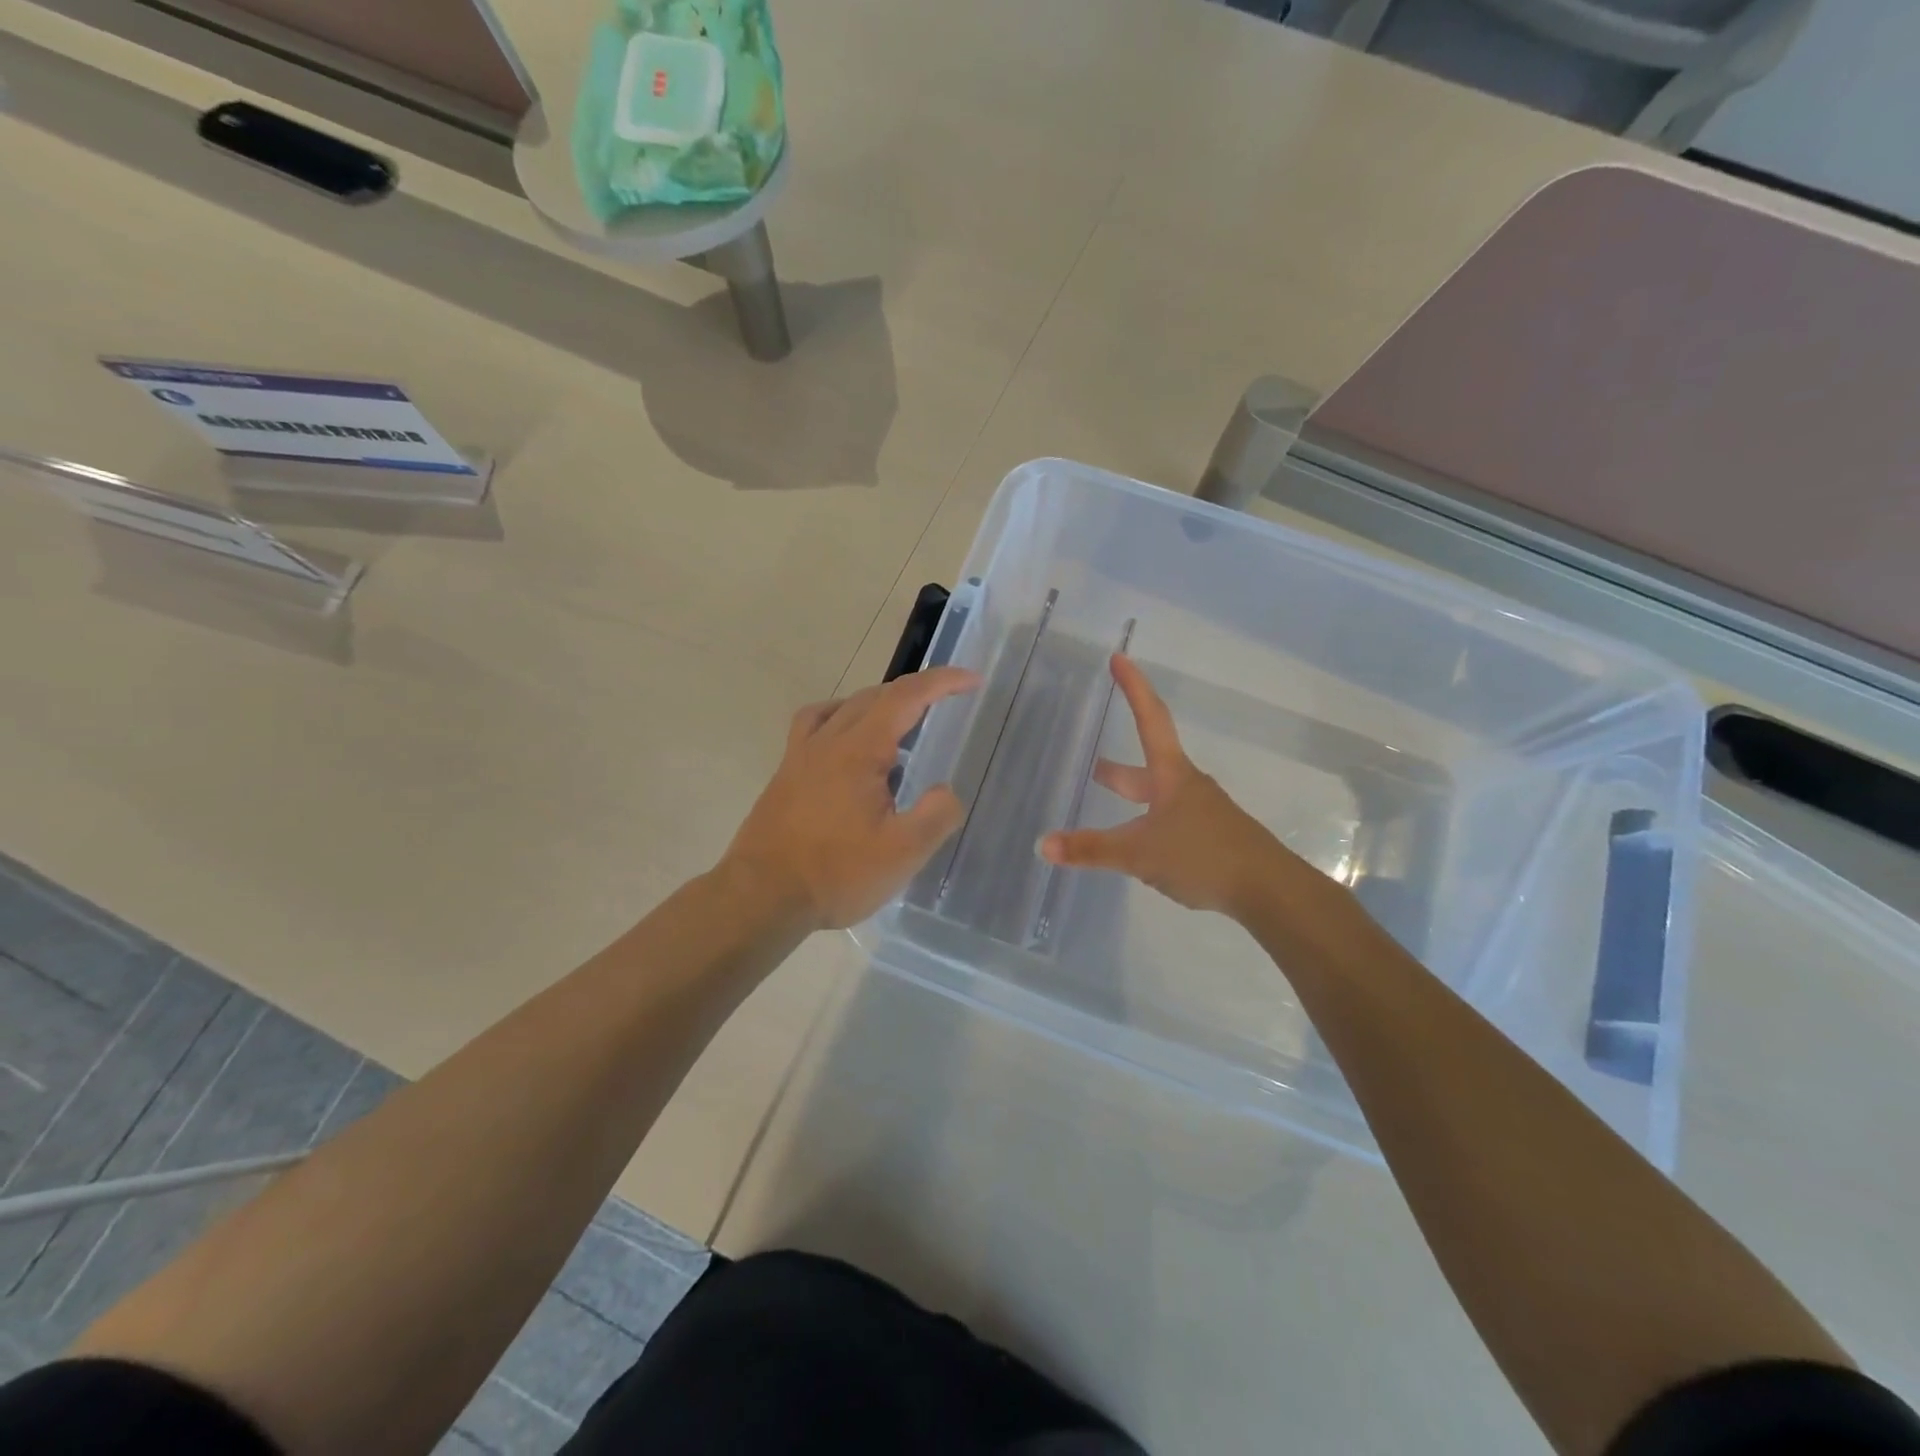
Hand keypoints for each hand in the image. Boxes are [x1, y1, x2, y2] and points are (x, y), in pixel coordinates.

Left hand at [723, 667, 980, 930]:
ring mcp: (801, 754)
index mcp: (859, 750)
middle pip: (877, 695)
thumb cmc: (836, 874)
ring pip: (845, 706)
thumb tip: (945, 792)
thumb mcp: (902, 853)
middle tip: (948, 701)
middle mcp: (828, 740)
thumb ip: (936, 815)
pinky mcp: (787, 773)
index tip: (973, 680)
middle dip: (917, 690)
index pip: (907, 697)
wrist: (762, 897)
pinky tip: (847, 740)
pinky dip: (840, 717)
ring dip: (881, 702)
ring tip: (903, 722)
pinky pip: (815, 724)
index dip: (943, 682)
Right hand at [1039, 654, 1294, 917]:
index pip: (1149, 719)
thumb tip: (1042, 844)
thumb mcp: (1139, 854)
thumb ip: (1091, 849)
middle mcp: (1187, 787)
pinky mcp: (1211, 839)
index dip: (1133, 687)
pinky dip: (1148, 825)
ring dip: (1134, 796)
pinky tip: (1141, 848)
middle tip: (1094, 765)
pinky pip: (1171, 823)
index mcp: (1171, 776)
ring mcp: (1203, 813)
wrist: (1269, 889)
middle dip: (1119, 767)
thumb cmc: (1204, 855)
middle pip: (1149, 765)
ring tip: (1113, 807)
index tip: (1119, 657)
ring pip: (1159, 797)